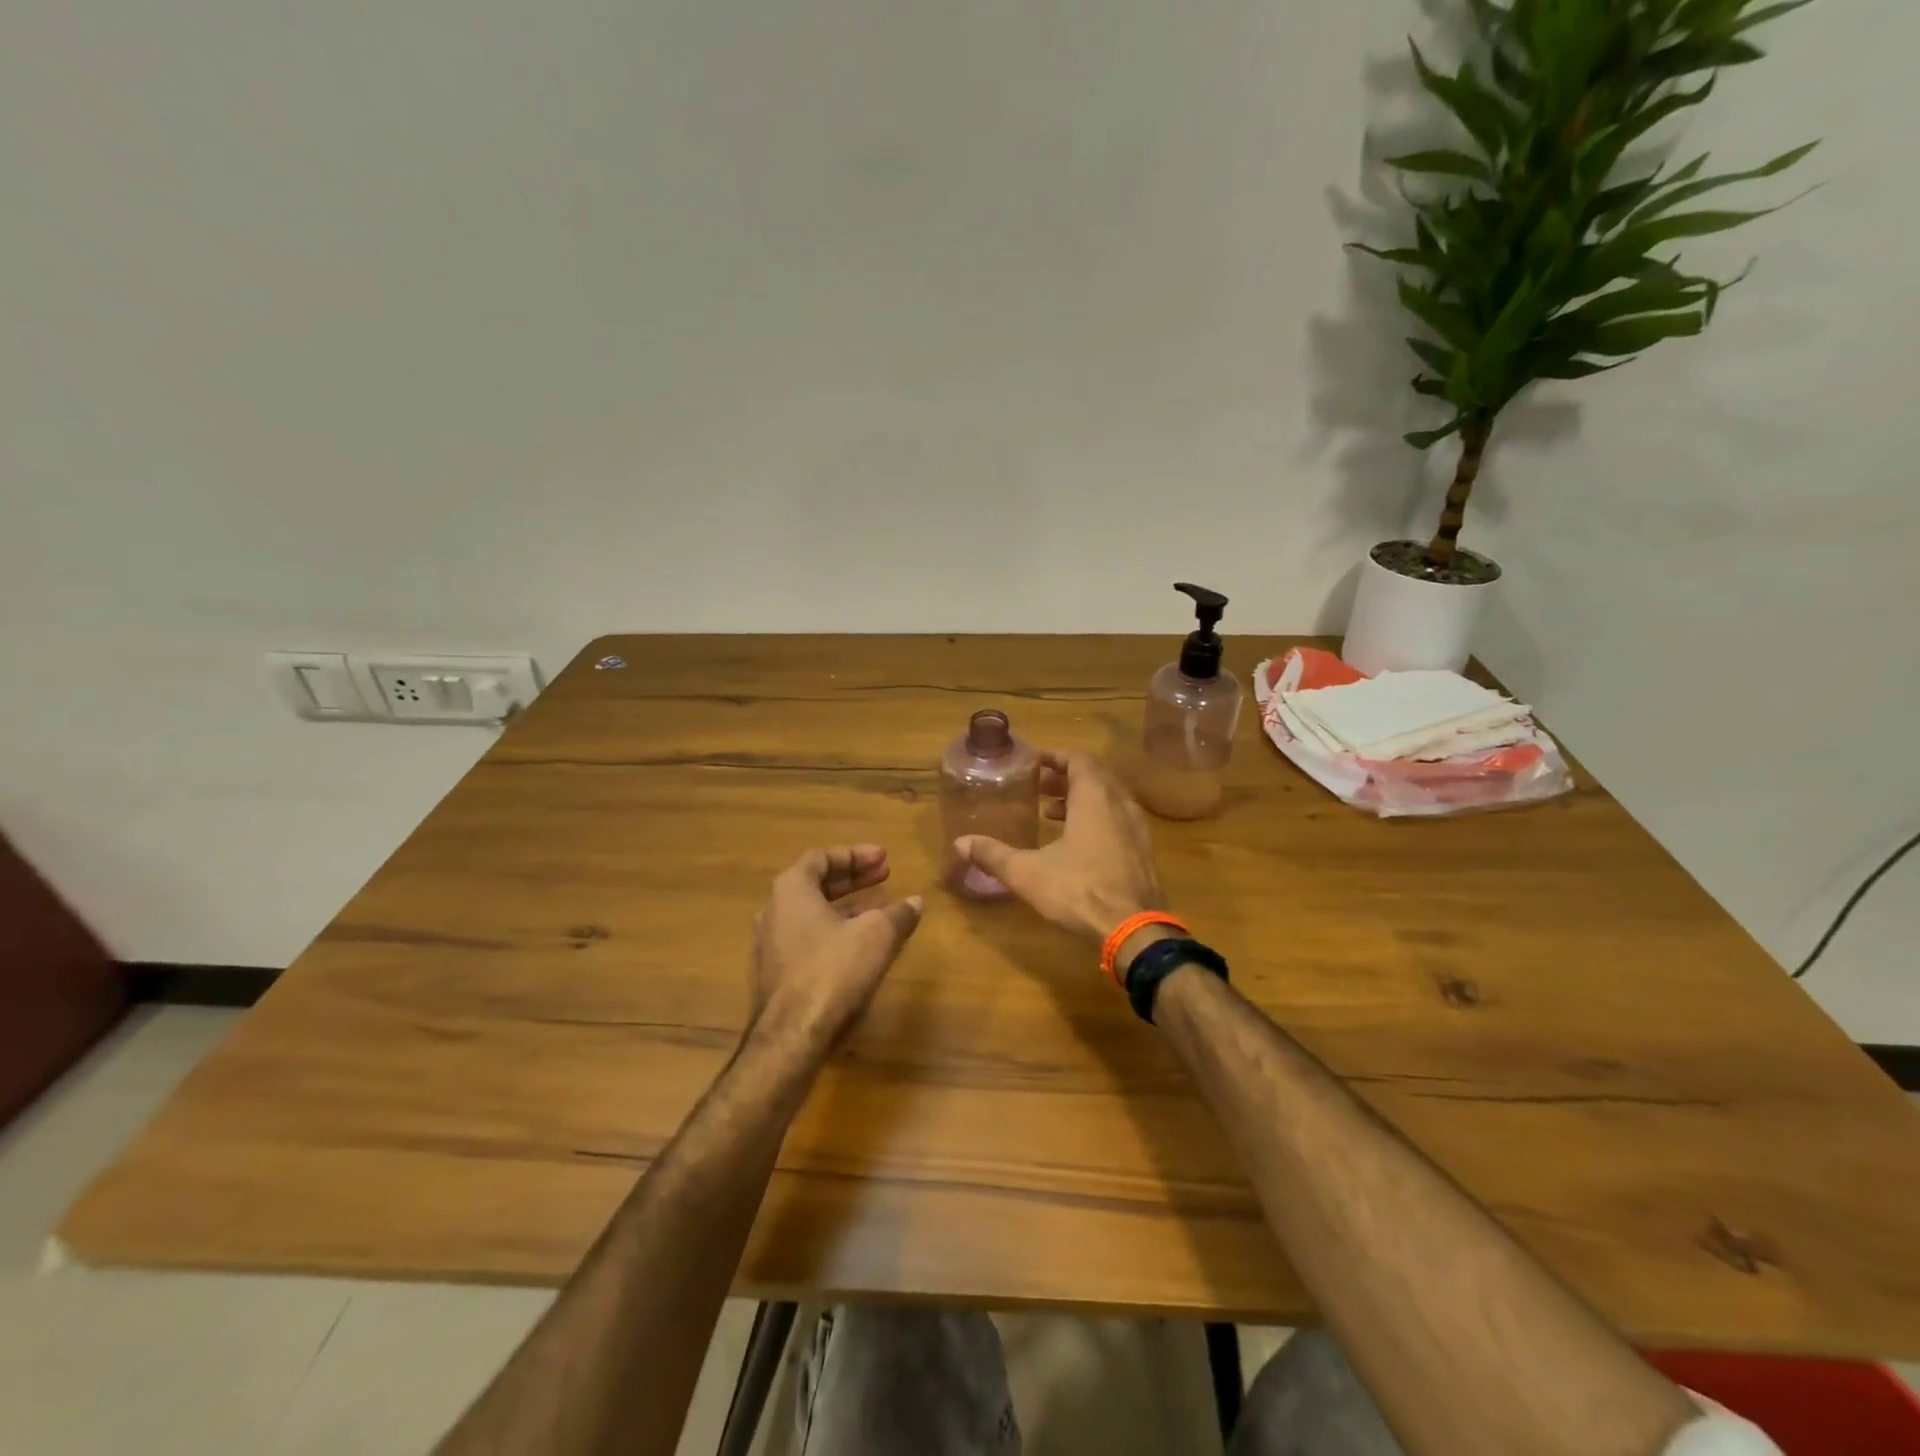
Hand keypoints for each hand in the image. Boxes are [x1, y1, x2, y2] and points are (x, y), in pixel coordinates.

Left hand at [750, 846, 922, 1050]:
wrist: (792, 1036)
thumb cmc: (833, 971)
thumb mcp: (877, 935)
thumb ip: (897, 914)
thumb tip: (915, 902)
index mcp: (792, 890)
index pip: (822, 857)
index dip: (855, 855)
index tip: (884, 858)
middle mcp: (774, 910)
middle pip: (815, 883)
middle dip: (853, 878)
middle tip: (885, 875)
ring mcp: (771, 944)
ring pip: (812, 913)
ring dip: (846, 907)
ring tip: (879, 910)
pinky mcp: (776, 974)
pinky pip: (808, 938)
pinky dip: (835, 931)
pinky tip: (860, 946)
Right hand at [954, 751, 1166, 955]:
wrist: (1134, 930)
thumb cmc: (1079, 890)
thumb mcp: (1027, 873)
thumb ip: (993, 854)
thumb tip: (960, 843)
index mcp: (1094, 798)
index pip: (1079, 760)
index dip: (1057, 757)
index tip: (1036, 762)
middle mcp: (1120, 805)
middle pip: (1095, 777)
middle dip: (1066, 778)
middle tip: (1040, 788)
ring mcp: (1137, 829)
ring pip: (1109, 799)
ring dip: (1082, 799)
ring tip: (1053, 814)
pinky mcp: (1144, 852)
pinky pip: (1119, 820)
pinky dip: (1098, 819)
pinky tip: (1079, 843)